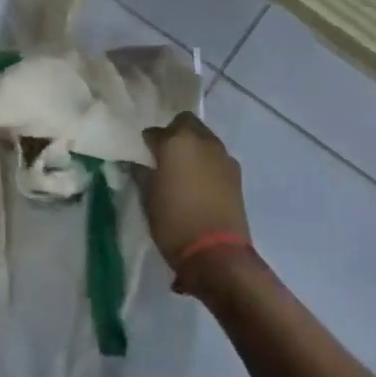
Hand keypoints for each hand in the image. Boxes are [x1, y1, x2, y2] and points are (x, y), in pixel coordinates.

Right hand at [141, 113, 249, 273]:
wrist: (217, 252)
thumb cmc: (174, 222)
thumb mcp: (148, 197)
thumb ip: (142, 172)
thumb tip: (139, 162)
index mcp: (176, 141)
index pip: (154, 132)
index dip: (146, 144)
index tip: (142, 157)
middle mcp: (202, 140)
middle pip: (185, 123)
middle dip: (173, 134)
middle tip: (164, 157)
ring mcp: (223, 155)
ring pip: (204, 138)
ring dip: (192, 147)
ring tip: (183, 171)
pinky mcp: (236, 172)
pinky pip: (216, 157)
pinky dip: (206, 163)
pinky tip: (200, 183)